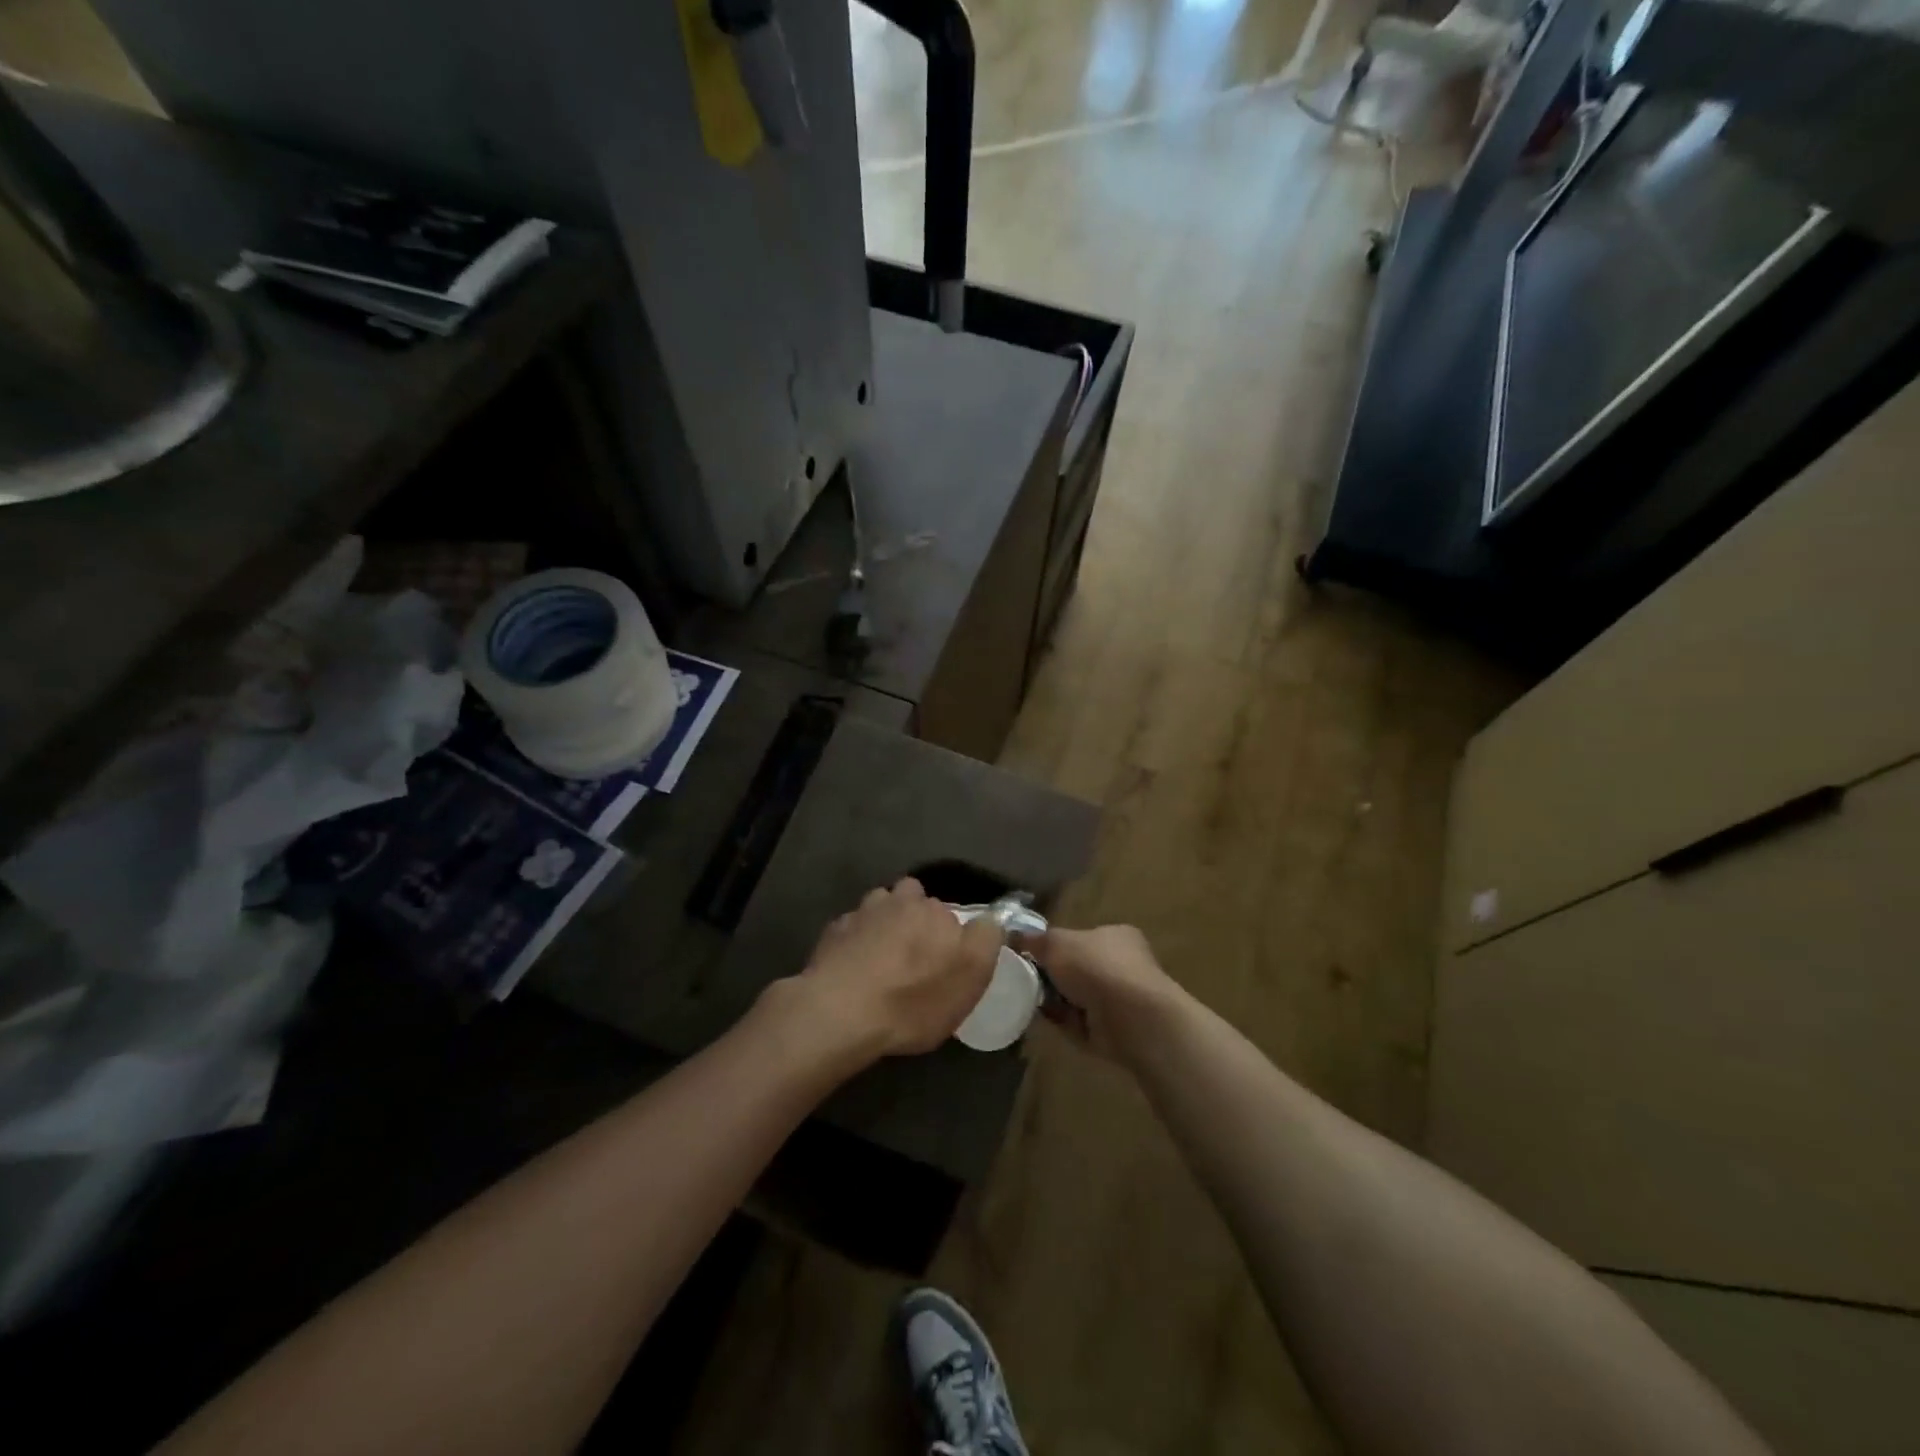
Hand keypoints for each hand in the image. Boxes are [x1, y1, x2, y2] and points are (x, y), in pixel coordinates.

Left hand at [783, 877, 1002, 1061]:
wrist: (840, 1011)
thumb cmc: (913, 1001)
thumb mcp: (970, 979)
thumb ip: (986, 940)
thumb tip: (990, 918)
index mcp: (936, 911)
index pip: (952, 912)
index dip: (950, 934)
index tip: (946, 960)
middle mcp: (900, 900)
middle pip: (914, 900)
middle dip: (916, 920)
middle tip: (915, 956)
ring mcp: (863, 912)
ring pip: (881, 906)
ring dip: (884, 922)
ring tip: (882, 955)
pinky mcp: (834, 930)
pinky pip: (853, 928)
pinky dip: (856, 940)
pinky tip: (855, 967)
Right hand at [1020, 924, 1184, 1063]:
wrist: (1131, 1018)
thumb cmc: (1096, 967)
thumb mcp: (1056, 943)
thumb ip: (1035, 940)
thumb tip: (1014, 936)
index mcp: (1115, 936)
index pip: (1080, 938)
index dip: (1055, 945)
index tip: (1030, 954)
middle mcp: (1121, 965)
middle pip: (1075, 969)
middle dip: (1050, 976)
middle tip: (1024, 978)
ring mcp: (1120, 1000)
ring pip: (1074, 997)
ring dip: (1052, 1000)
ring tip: (1029, 1000)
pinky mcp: (1114, 1030)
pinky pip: (1078, 1023)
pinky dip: (1061, 1022)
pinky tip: (1044, 1019)